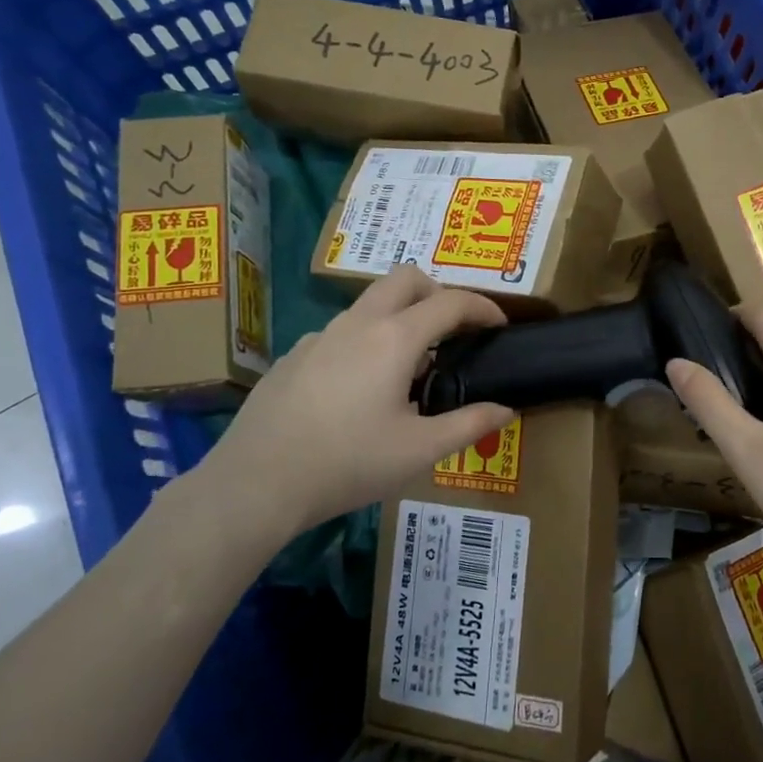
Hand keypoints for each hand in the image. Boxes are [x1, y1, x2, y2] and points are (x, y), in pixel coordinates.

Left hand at [187, 265, 514, 546]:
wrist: (257, 482)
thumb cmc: (349, 463)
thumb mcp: (420, 451)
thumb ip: (469, 424)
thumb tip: (505, 410)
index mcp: (394, 339)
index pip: (450, 302)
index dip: (482, 308)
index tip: (499, 326)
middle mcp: (357, 324)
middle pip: (405, 279)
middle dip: (438, 293)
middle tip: (454, 331)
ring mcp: (320, 336)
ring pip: (370, 304)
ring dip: (401, 317)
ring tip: (410, 370)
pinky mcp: (294, 356)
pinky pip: (342, 332)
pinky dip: (366, 342)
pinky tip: (360, 390)